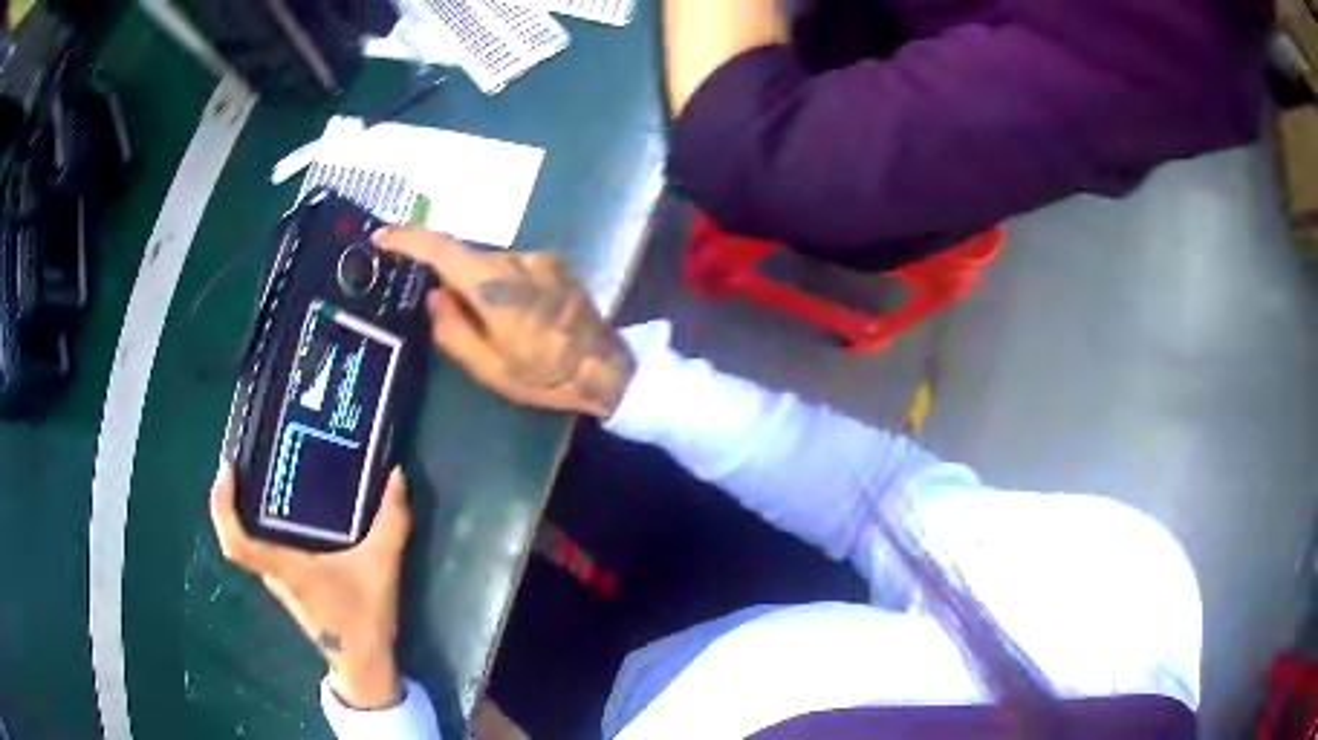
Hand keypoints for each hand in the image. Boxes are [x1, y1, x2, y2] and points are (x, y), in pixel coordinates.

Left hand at [209, 466, 410, 708]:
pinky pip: (265, 548)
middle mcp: (275, 572)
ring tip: (264, 476)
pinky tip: (288, 509)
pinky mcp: (289, 584)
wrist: (364, 663)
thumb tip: (397, 475)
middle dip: (232, 497)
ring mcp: (279, 581)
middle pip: (237, 535)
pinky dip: (263, 525)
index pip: (237, 543)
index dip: (222, 507)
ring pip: (251, 542)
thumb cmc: (364, 618)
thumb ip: (392, 522)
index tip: (228, 471)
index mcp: (287, 569)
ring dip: (246, 510)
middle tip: (247, 458)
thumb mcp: (382, 567)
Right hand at [373, 228, 635, 418]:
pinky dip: (504, 284)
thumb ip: (452, 329)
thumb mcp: (488, 367)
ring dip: (482, 285)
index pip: (441, 248)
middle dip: (451, 279)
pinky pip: (516, 267)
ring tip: (496, 326)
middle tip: (452, 316)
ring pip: (492, 264)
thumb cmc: (545, 375)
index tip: (382, 237)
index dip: (407, 239)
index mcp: (493, 284)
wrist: (605, 367)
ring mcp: (540, 258)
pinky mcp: (557, 263)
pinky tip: (520, 316)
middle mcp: (516, 259)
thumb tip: (433, 295)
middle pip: (467, 258)